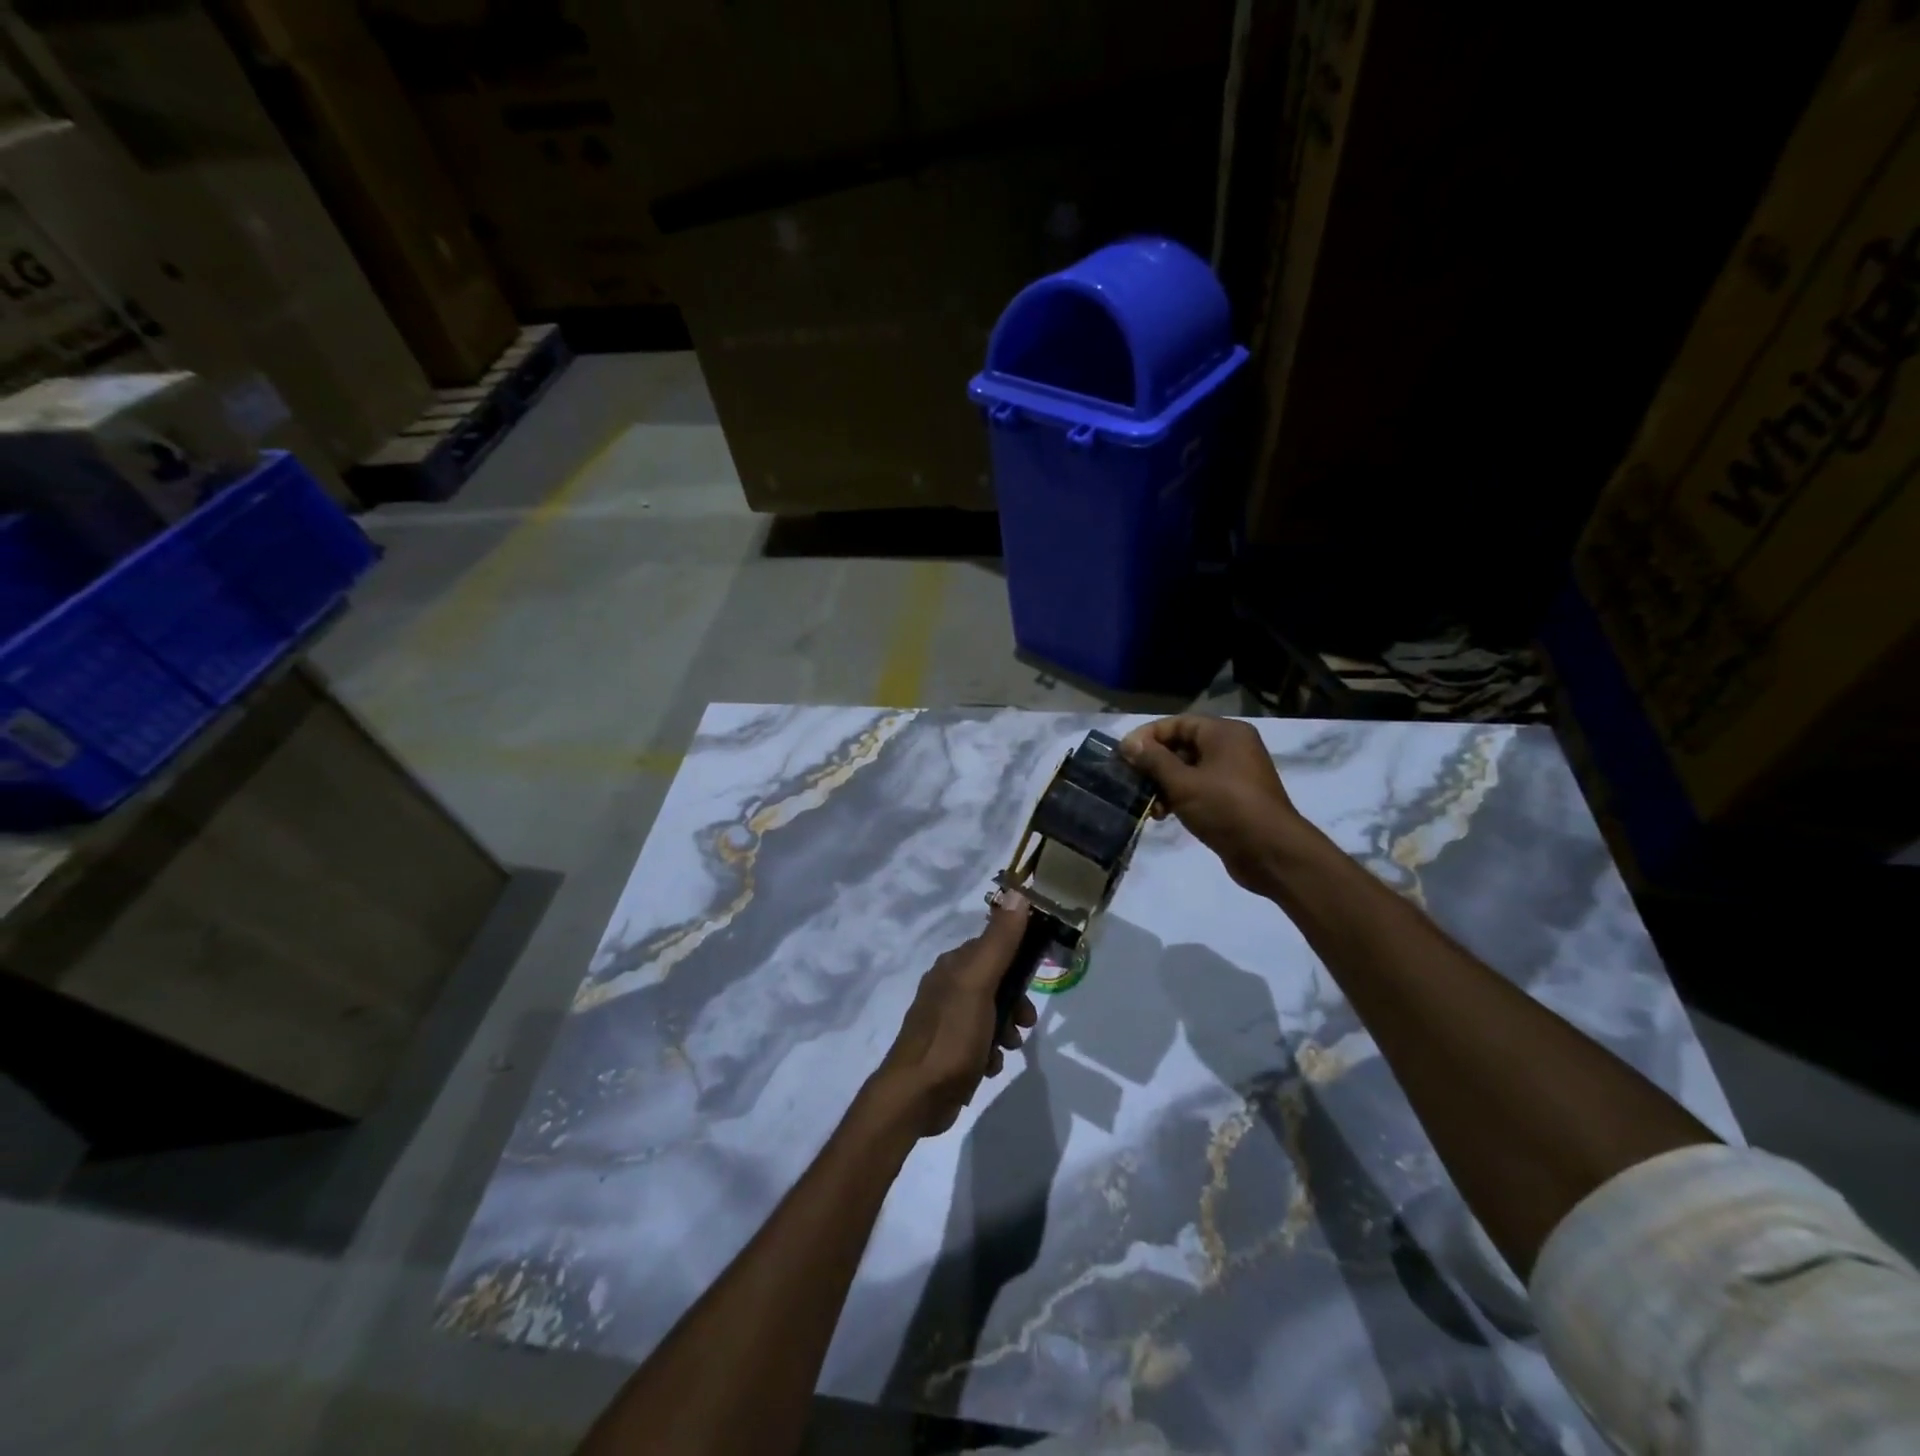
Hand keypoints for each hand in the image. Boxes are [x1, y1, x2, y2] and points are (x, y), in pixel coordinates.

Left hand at [872, 892, 1036, 1136]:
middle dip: (1015, 1000)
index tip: (1038, 976)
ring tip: (1009, 1046)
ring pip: (991, 1014)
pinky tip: (990, 1066)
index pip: (992, 945)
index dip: (1018, 958)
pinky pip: (980, 1042)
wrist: (916, 1097)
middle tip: (1026, 1021)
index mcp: (952, 966)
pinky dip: (990, 1052)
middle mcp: (947, 986)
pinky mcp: (948, 1050)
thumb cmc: (951, 1036)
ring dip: (1006, 1028)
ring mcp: (946, 1020)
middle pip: (995, 982)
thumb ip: (999, 942)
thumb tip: (1018, 893)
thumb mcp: (978, 984)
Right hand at [1120, 715, 1307, 890]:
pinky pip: (1200, 789)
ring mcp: (1235, 774)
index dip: (1147, 737)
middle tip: (1130, 782)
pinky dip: (1180, 798)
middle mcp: (1232, 747)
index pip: (1177, 723)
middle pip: (1182, 746)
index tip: (1123, 756)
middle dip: (1154, 765)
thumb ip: (1153, 760)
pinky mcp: (1234, 799)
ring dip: (1164, 785)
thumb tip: (1128, 743)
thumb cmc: (1226, 808)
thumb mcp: (1183, 783)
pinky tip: (1164, 815)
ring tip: (1148, 806)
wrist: (1271, 853)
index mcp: (1224, 733)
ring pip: (1188, 770)